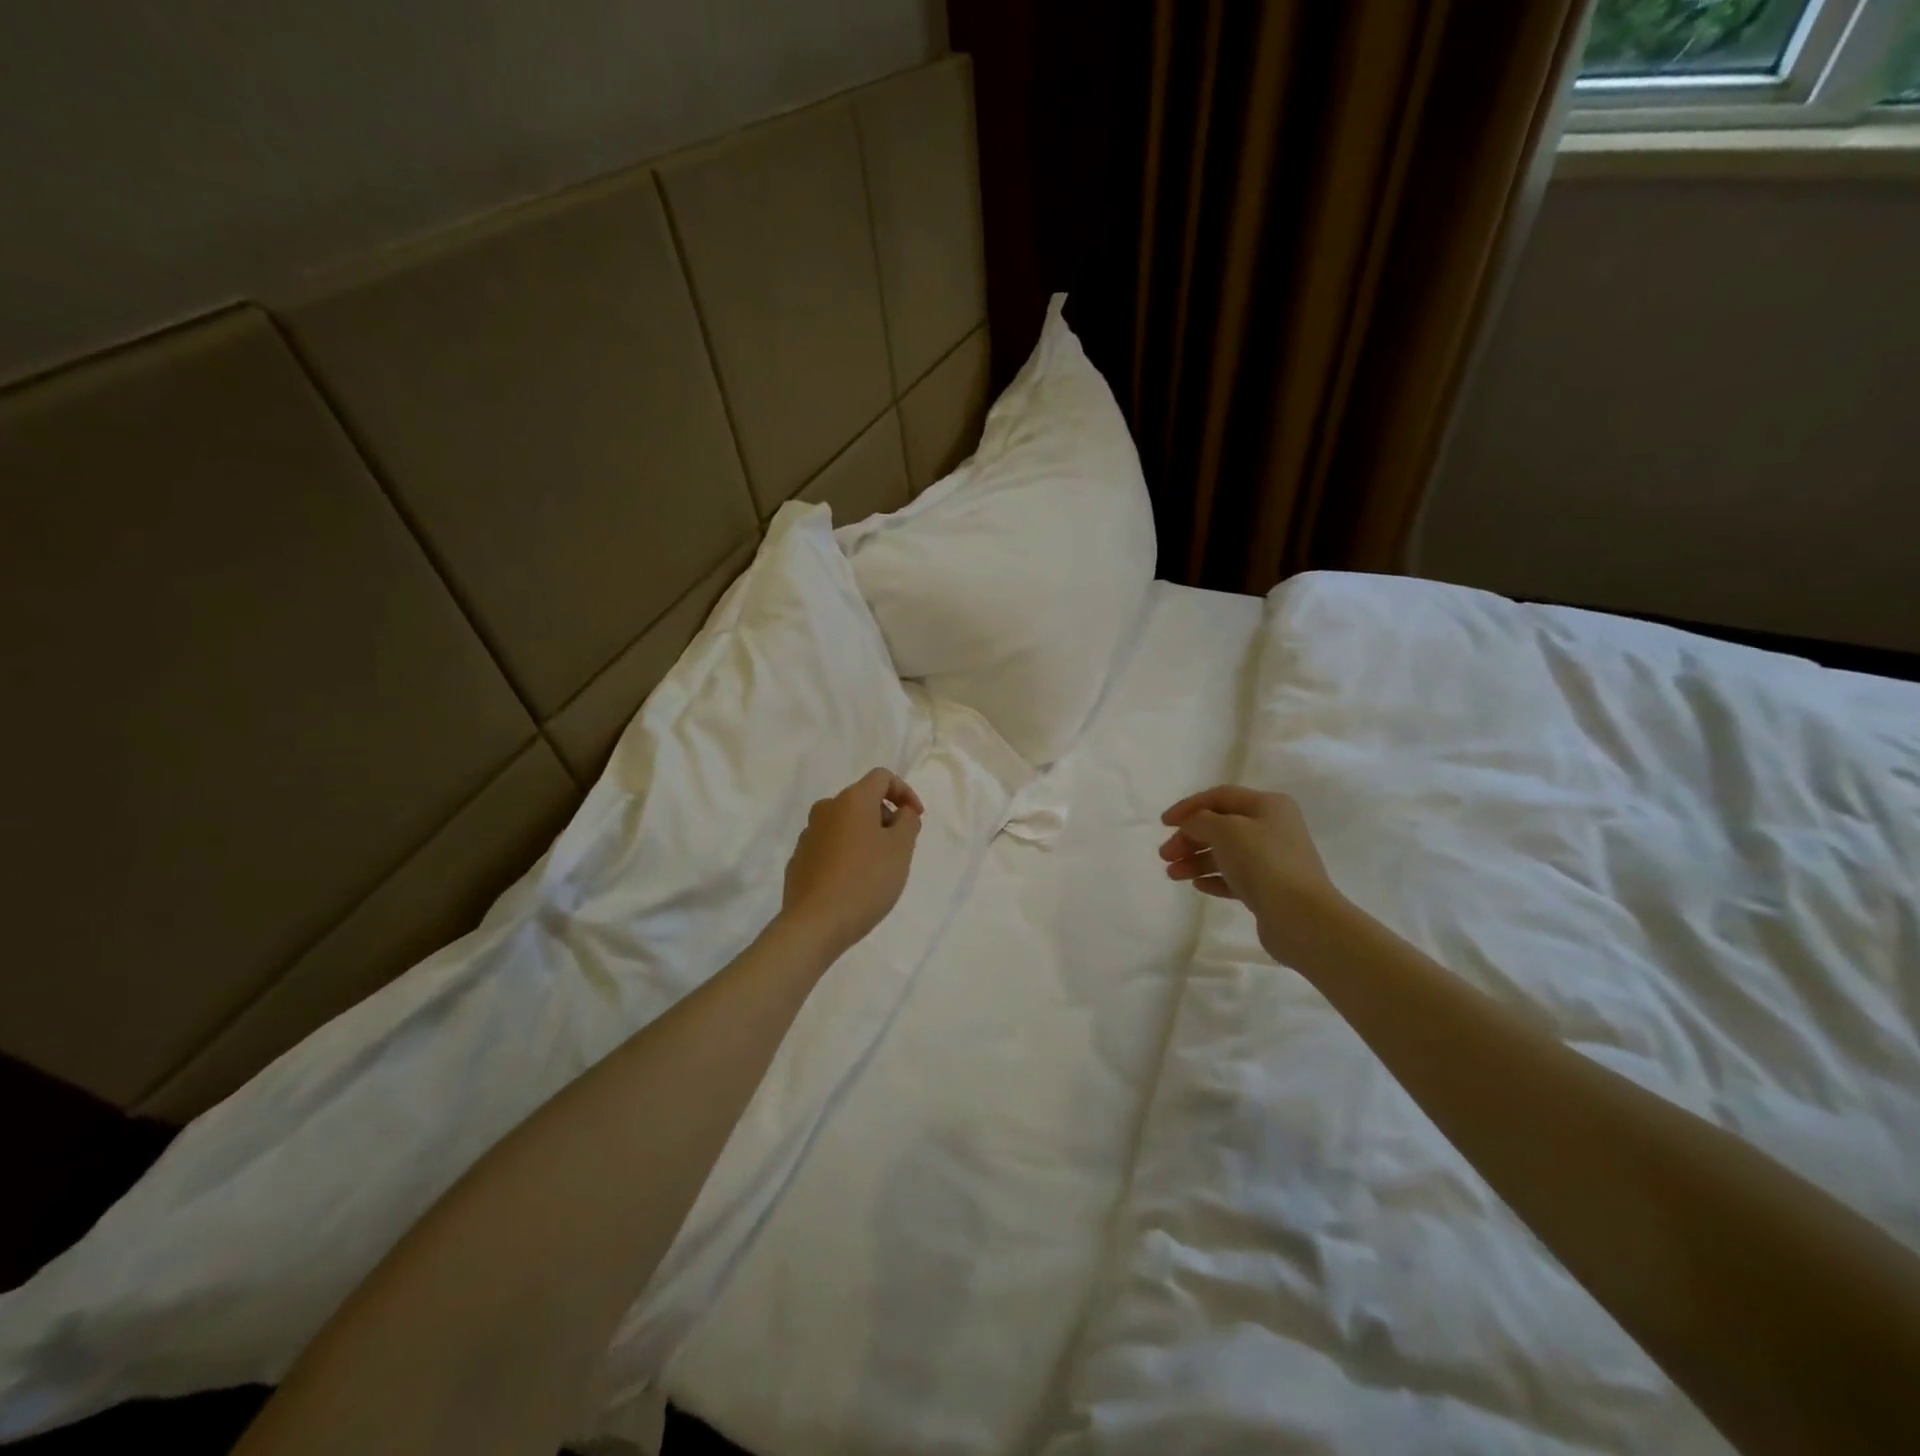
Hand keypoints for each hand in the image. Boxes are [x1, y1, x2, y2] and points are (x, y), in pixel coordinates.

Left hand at [780, 768, 924, 959]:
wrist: (814, 924)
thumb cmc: (865, 881)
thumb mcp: (900, 850)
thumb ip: (908, 822)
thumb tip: (901, 812)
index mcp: (852, 800)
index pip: (882, 777)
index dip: (905, 792)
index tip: (916, 818)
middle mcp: (826, 809)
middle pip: (862, 800)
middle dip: (885, 817)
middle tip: (900, 848)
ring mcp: (808, 834)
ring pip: (845, 824)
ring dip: (865, 836)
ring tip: (878, 868)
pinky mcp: (799, 859)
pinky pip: (830, 846)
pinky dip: (846, 853)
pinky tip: (853, 882)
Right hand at [1159, 785, 1344, 964]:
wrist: (1301, 917)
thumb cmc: (1263, 862)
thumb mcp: (1225, 830)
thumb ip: (1200, 821)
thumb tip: (1191, 825)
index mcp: (1268, 805)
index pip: (1220, 796)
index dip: (1189, 806)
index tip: (1164, 824)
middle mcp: (1273, 828)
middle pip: (1221, 825)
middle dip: (1190, 838)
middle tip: (1165, 855)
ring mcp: (1273, 859)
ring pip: (1226, 853)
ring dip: (1196, 860)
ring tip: (1173, 874)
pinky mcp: (1270, 888)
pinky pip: (1235, 877)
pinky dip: (1214, 878)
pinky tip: (1197, 885)